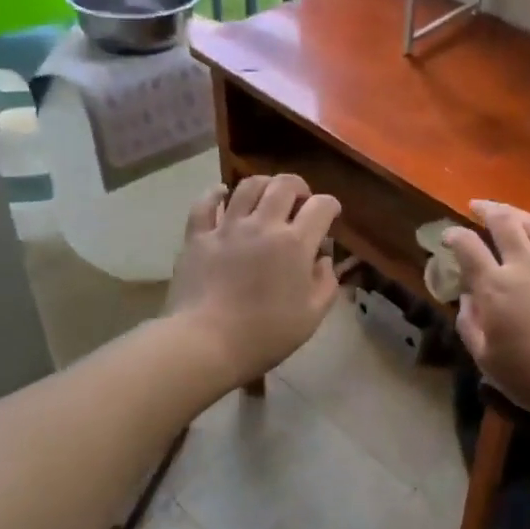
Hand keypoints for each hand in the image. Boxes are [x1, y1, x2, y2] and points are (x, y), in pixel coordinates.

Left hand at [166, 174, 341, 384]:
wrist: (206, 343)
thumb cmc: (265, 334)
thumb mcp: (311, 316)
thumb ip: (326, 283)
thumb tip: (323, 259)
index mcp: (296, 243)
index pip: (322, 206)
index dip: (331, 206)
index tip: (331, 215)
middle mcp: (264, 224)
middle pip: (285, 185)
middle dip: (299, 187)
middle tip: (300, 201)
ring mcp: (228, 227)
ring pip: (248, 186)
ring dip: (264, 185)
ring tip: (267, 196)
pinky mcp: (198, 236)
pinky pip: (205, 203)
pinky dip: (216, 194)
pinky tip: (222, 194)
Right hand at [441, 201, 529, 442]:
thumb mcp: (487, 360)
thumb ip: (470, 326)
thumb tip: (466, 299)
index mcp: (495, 287)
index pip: (468, 248)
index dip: (454, 236)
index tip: (447, 235)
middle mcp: (524, 267)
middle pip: (504, 224)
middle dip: (487, 209)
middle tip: (477, 206)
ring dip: (521, 214)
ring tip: (510, 211)